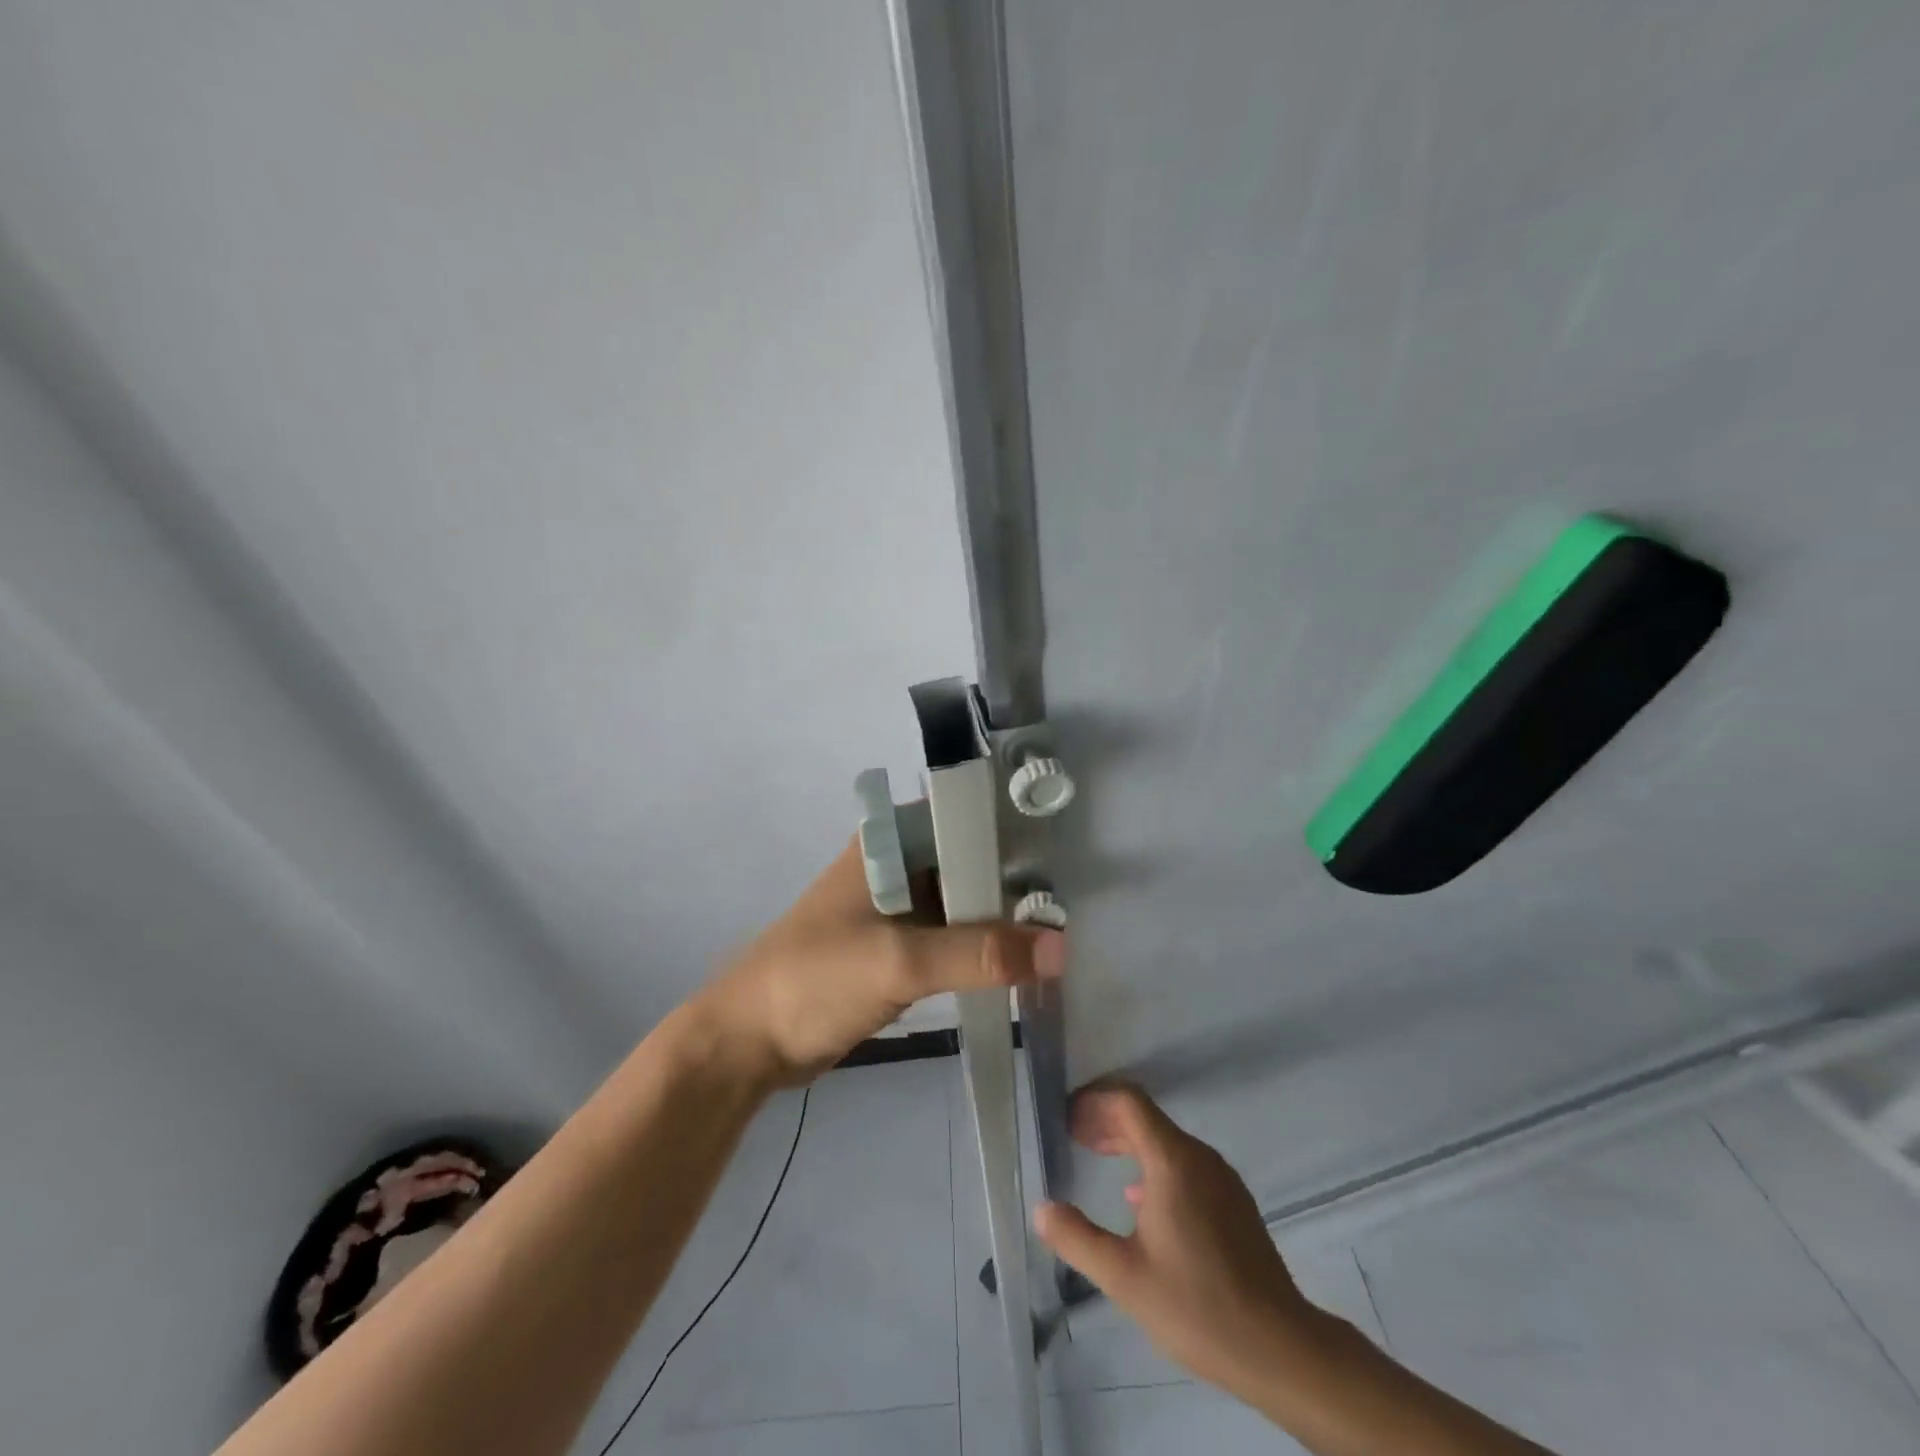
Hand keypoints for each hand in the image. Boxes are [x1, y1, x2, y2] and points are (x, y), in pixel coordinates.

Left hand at [695, 838, 1067, 1086]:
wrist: (749, 1041)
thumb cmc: (815, 979)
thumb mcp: (899, 961)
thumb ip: (979, 953)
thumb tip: (1061, 948)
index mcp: (891, 841)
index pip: (966, 817)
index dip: (1015, 832)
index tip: (1069, 854)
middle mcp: (899, 864)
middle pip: (971, 861)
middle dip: (1018, 882)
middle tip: (1079, 904)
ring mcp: (899, 907)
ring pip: (966, 902)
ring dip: (1004, 918)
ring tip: (1063, 933)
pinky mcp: (900, 946)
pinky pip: (954, 937)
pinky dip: (984, 948)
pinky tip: (1024, 961)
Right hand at [1033, 1083, 1326, 1398]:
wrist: (1281, 1348)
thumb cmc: (1197, 1306)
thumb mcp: (1124, 1277)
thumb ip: (1077, 1238)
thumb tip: (1042, 1209)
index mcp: (1172, 1160)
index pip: (1128, 1102)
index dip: (1094, 1100)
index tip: (1066, 1116)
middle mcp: (1199, 1156)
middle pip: (1146, 1118)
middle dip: (1106, 1121)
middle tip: (1073, 1136)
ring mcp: (1222, 1177)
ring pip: (1166, 1141)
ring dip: (1129, 1142)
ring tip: (1098, 1158)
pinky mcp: (1234, 1201)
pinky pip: (1185, 1163)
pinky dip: (1153, 1163)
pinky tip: (1138, 1200)